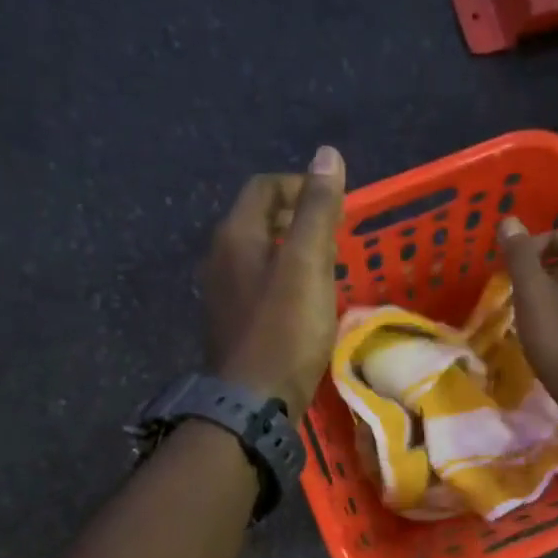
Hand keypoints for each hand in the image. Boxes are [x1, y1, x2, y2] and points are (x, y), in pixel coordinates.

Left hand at [203, 147, 346, 415]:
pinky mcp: (233, 322)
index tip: (336, 205)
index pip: (264, 187)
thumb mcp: (307, 264)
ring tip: (328, 267)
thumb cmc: (284, 330)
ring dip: (293, 250)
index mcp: (235, 236)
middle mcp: (220, 257)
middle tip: (336, 237)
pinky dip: (285, 279)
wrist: (252, 402)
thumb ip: (317, 209)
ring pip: (260, 253)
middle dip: (300, 218)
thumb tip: (326, 154)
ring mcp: (222, 292)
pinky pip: (260, 284)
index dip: (301, 186)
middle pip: (260, 219)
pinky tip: (307, 302)